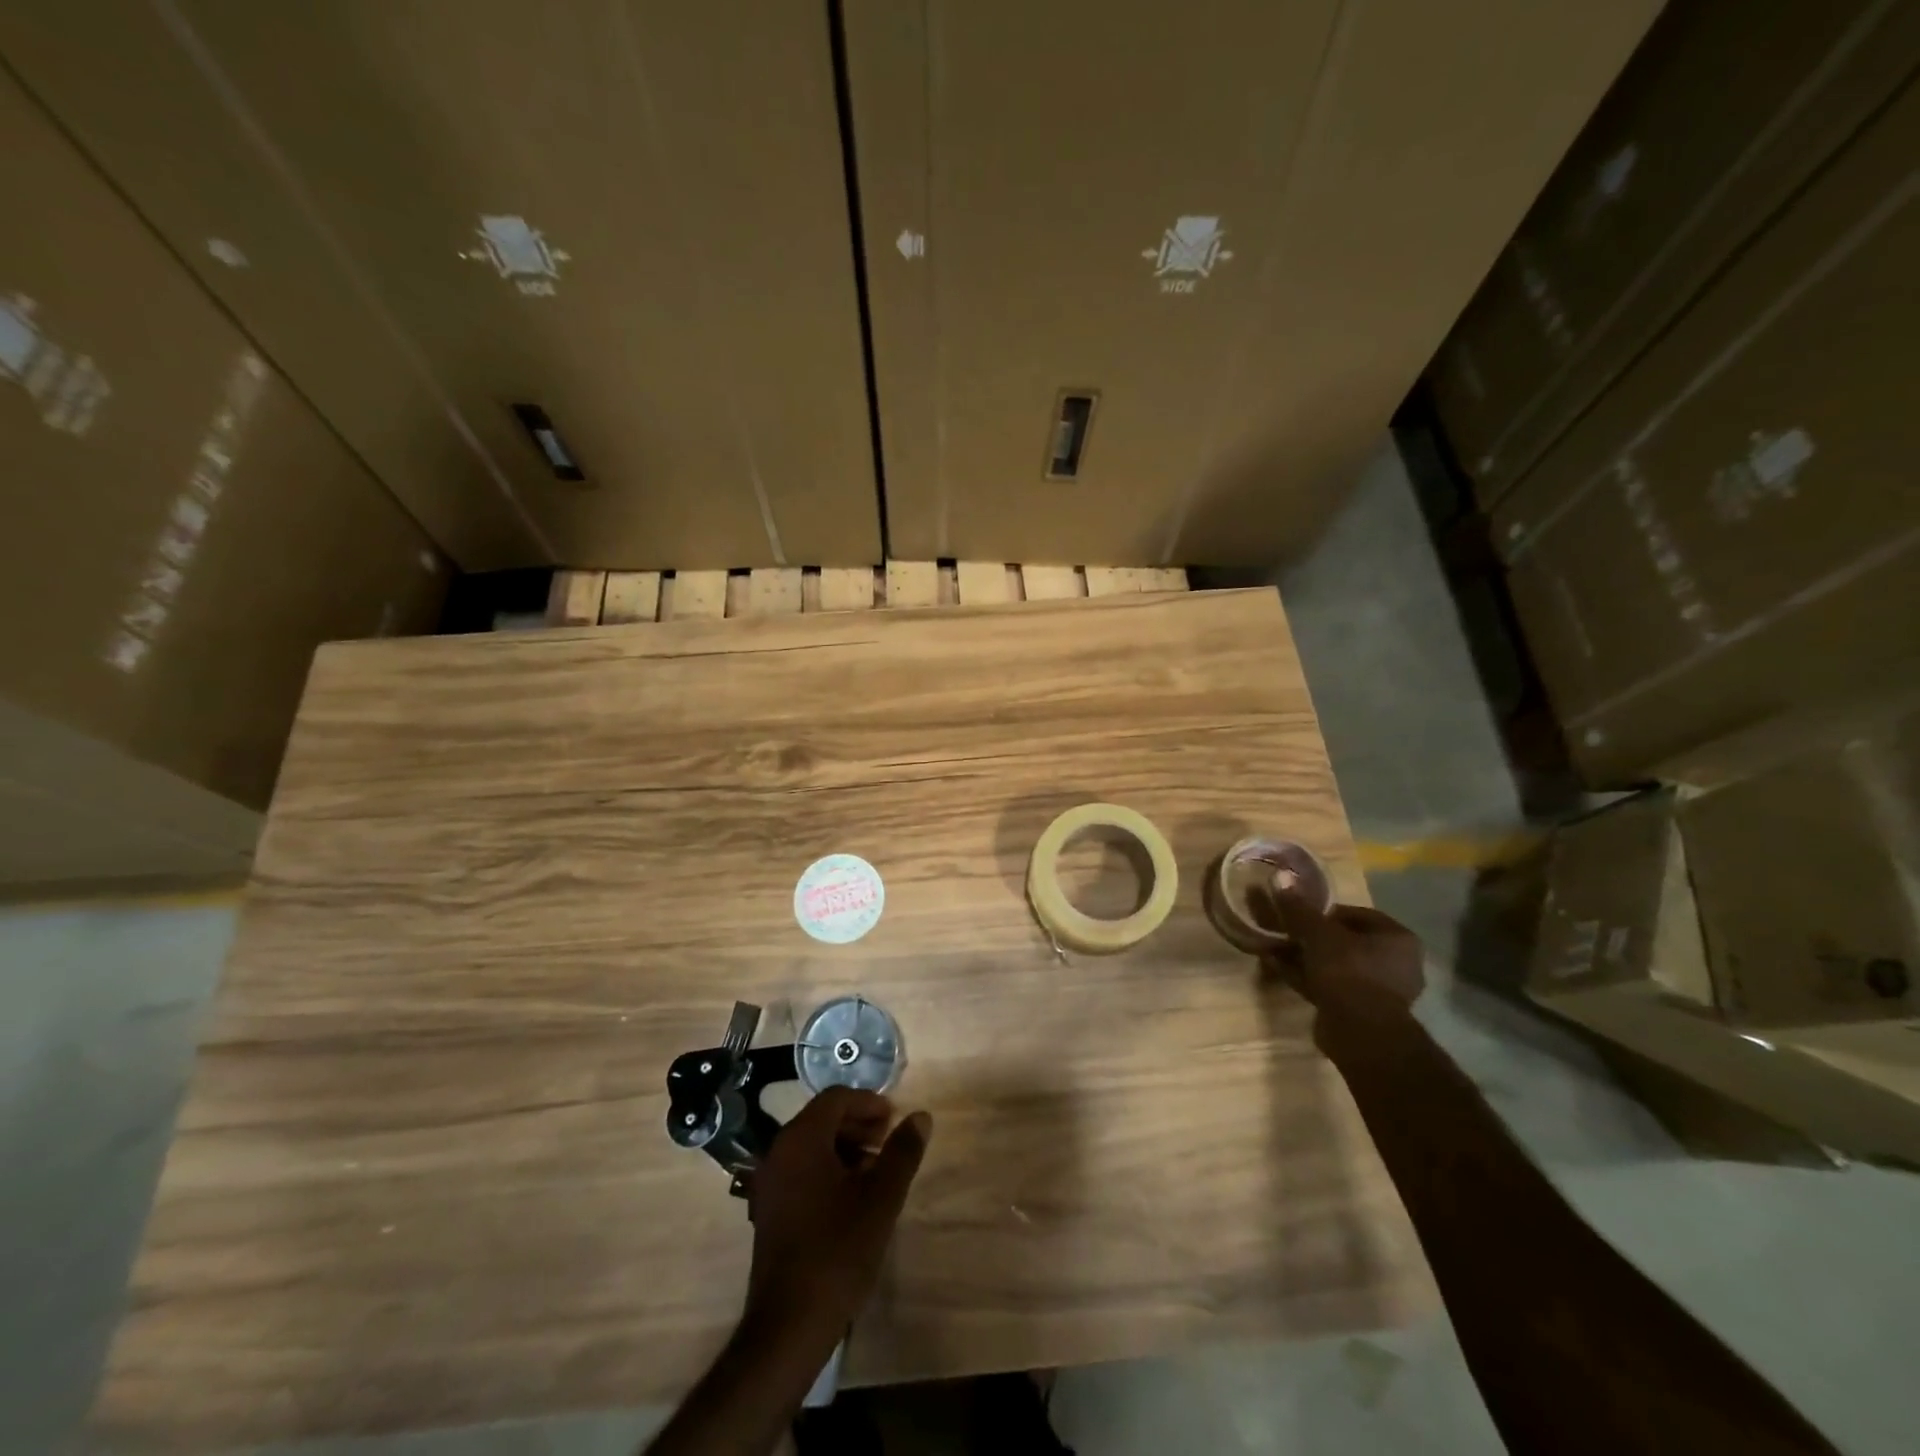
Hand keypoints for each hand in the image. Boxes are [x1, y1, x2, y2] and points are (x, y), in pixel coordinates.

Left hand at [745, 1086, 931, 1348]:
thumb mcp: (881, 1198)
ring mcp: (769, 1182)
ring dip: (845, 1147)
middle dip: (858, 1124)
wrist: (788, 1325)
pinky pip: (800, 1170)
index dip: (869, 1103)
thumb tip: (920, 1116)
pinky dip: (827, 1169)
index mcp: (802, 1139)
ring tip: (876, 1170)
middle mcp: (779, 1151)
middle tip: (889, 1142)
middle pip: (821, 1118)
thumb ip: (902, 1152)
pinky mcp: (768, 1210)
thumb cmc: (838, 1251)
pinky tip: (851, 1198)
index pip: (836, 1098)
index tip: (895, 1120)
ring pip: (811, 1145)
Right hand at [1259, 884, 1424, 1049]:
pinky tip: (1277, 967)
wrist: (1360, 1033)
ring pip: (1335, 965)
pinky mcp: (1360, 1011)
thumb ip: (1299, 908)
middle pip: (1344, 941)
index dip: (1324, 911)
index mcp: (1397, 939)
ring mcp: (1379, 990)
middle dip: (1311, 936)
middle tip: (1284, 930)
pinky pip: (1329, 985)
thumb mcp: (1318, 933)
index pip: (1356, 914)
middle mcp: (1395, 963)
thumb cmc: (1348, 972)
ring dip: (1305, 957)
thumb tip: (1280, 876)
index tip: (1298, 912)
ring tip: (1273, 947)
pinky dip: (1306, 976)